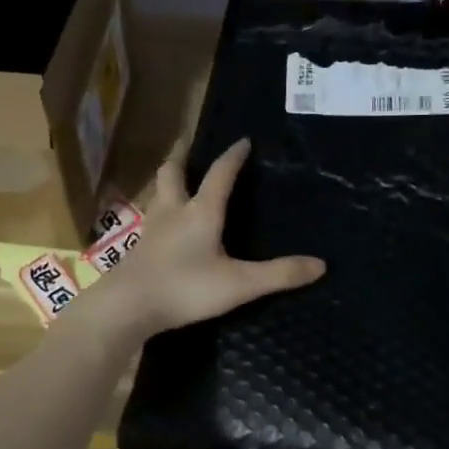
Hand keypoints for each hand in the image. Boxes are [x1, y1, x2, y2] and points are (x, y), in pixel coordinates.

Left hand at [71, 139, 324, 343]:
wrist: (127, 307)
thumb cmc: (185, 289)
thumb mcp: (239, 284)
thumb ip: (279, 274)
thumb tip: (320, 264)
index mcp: (201, 212)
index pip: (220, 174)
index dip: (233, 156)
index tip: (243, 140)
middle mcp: (173, 212)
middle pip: (173, 173)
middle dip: (182, 156)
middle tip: (188, 145)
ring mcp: (151, 231)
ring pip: (157, 195)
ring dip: (167, 182)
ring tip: (176, 180)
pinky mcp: (137, 250)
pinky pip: (151, 221)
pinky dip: (160, 212)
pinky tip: (164, 227)